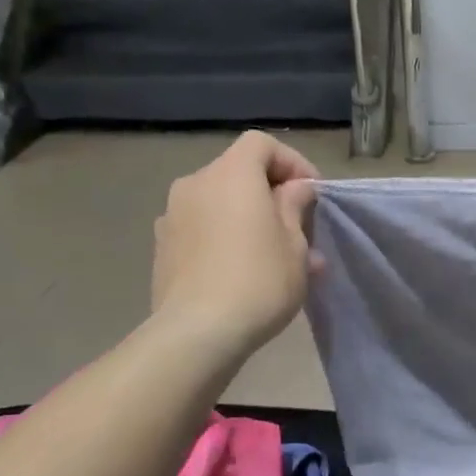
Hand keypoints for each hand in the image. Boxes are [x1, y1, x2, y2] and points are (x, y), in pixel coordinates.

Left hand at [152, 131, 319, 354]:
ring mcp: (172, 215)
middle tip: (298, 229)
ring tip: (274, 255)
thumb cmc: (259, 281)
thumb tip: (295, 189)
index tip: (313, 194)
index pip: (261, 144)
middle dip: (271, 194)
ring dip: (248, 219)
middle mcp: (195, 184)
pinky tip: (242, 271)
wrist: (198, 331)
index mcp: (231, 175)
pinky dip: (225, 237)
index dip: (292, 162)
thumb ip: (295, 206)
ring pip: (220, 203)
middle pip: (238, 172)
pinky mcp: (163, 246)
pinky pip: (202, 228)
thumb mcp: (295, 245)